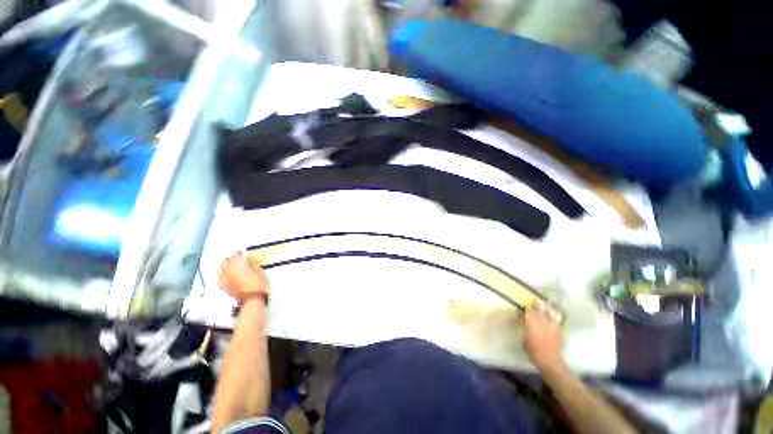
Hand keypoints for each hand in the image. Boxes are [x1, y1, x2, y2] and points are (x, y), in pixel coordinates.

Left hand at [218, 252, 269, 305]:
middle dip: (230, 260)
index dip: (239, 254)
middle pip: (224, 262)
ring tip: (232, 268)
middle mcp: (227, 271)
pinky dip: (224, 275)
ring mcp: (224, 280)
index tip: (243, 254)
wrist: (252, 299)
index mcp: (236, 265)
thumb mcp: (258, 270)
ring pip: (221, 270)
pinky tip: (229, 276)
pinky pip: (220, 278)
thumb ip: (251, 263)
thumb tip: (248, 259)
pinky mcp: (223, 287)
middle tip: (236, 260)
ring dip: (226, 267)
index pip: (234, 255)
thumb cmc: (257, 284)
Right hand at [523, 302, 565, 374]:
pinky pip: (557, 321)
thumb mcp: (524, 340)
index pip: (528, 311)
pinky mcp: (559, 331)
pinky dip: (556, 316)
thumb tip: (525, 323)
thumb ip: (525, 329)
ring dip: (548, 308)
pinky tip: (555, 315)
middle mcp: (542, 322)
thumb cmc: (533, 352)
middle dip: (537, 304)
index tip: (525, 303)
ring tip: (547, 302)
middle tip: (535, 299)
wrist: (550, 362)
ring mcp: (552, 326)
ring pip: (550, 313)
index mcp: (531, 324)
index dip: (527, 307)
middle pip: (539, 310)